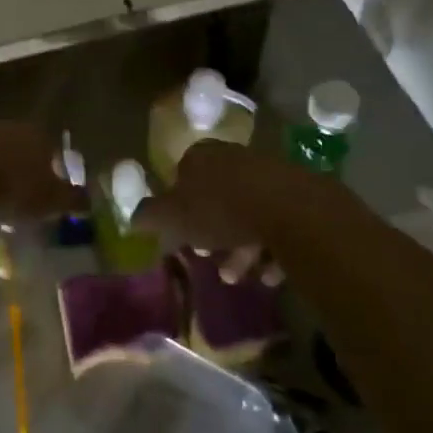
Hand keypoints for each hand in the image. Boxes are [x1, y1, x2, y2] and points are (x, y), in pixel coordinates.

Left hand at [0, 121, 81, 219]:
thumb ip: (71, 199)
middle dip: (21, 168)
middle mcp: (6, 128)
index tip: (49, 188)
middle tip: (22, 195)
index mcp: (35, 134)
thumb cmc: (15, 185)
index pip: (50, 146)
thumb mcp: (51, 199)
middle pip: (18, 147)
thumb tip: (89, 202)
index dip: (51, 167)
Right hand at [133, 140, 283, 285]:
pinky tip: (269, 273)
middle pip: (217, 198)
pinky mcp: (298, 194)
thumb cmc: (220, 210)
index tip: (181, 234)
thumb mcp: (172, 217)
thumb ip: (149, 216)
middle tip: (210, 259)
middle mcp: (234, 157)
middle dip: (212, 234)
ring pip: (247, 214)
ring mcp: (268, 174)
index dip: (178, 207)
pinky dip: (270, 249)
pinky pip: (277, 223)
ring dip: (241, 249)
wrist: (290, 210)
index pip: (182, 175)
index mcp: (201, 156)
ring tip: (239, 276)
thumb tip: (134, 217)